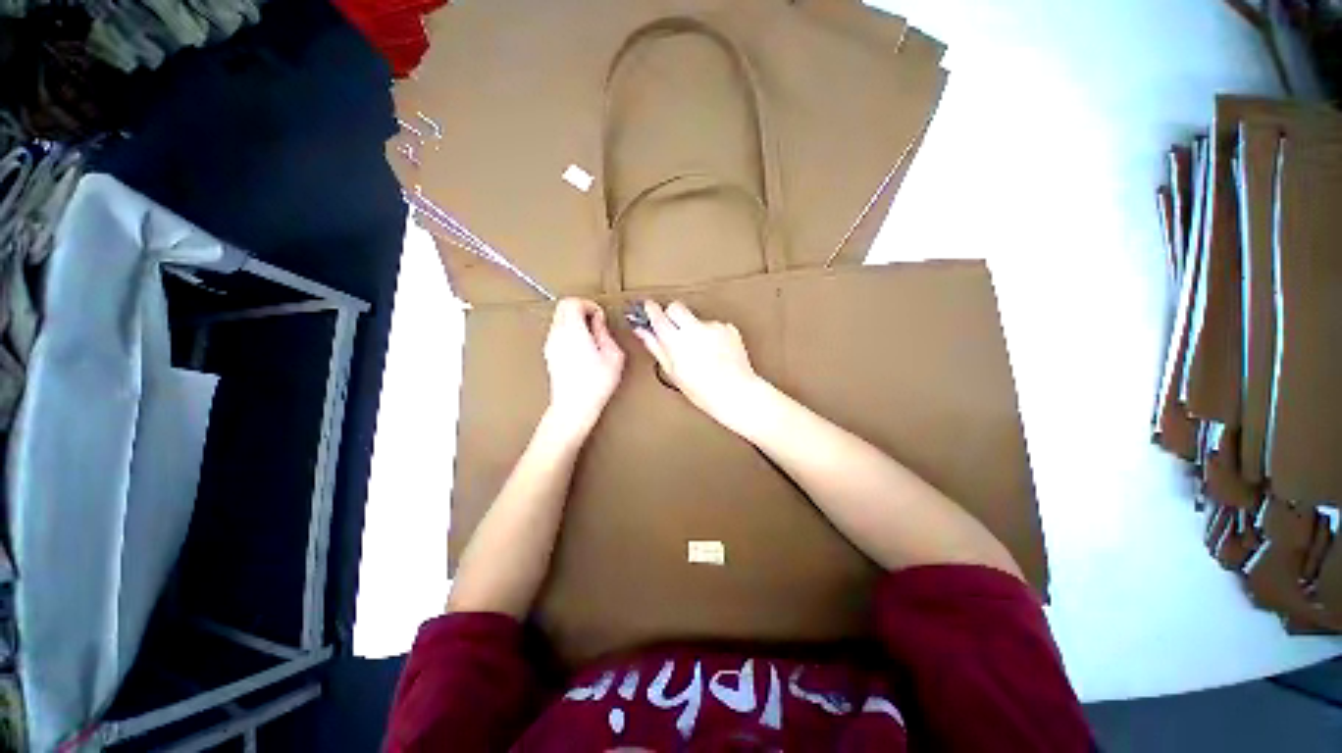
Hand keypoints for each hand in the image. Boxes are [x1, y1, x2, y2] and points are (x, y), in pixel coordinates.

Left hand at [542, 298, 624, 438]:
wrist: (575, 406)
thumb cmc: (594, 385)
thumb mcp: (613, 355)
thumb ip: (605, 332)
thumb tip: (600, 322)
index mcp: (573, 330)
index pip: (573, 302)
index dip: (589, 304)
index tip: (599, 315)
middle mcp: (558, 334)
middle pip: (563, 307)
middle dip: (581, 310)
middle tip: (596, 322)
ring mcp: (551, 344)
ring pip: (560, 319)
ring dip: (575, 321)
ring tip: (592, 336)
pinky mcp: (550, 354)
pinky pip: (558, 333)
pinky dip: (570, 332)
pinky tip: (584, 347)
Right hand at [634, 301, 764, 432]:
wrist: (736, 393)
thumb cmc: (705, 390)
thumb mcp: (673, 373)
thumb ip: (656, 347)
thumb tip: (643, 333)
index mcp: (677, 342)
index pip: (658, 316)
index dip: (650, 310)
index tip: (647, 307)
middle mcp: (695, 330)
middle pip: (676, 307)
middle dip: (671, 314)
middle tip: (673, 329)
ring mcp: (713, 327)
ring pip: (696, 318)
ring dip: (694, 329)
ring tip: (700, 352)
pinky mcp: (728, 328)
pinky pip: (714, 326)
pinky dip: (712, 335)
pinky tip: (714, 352)